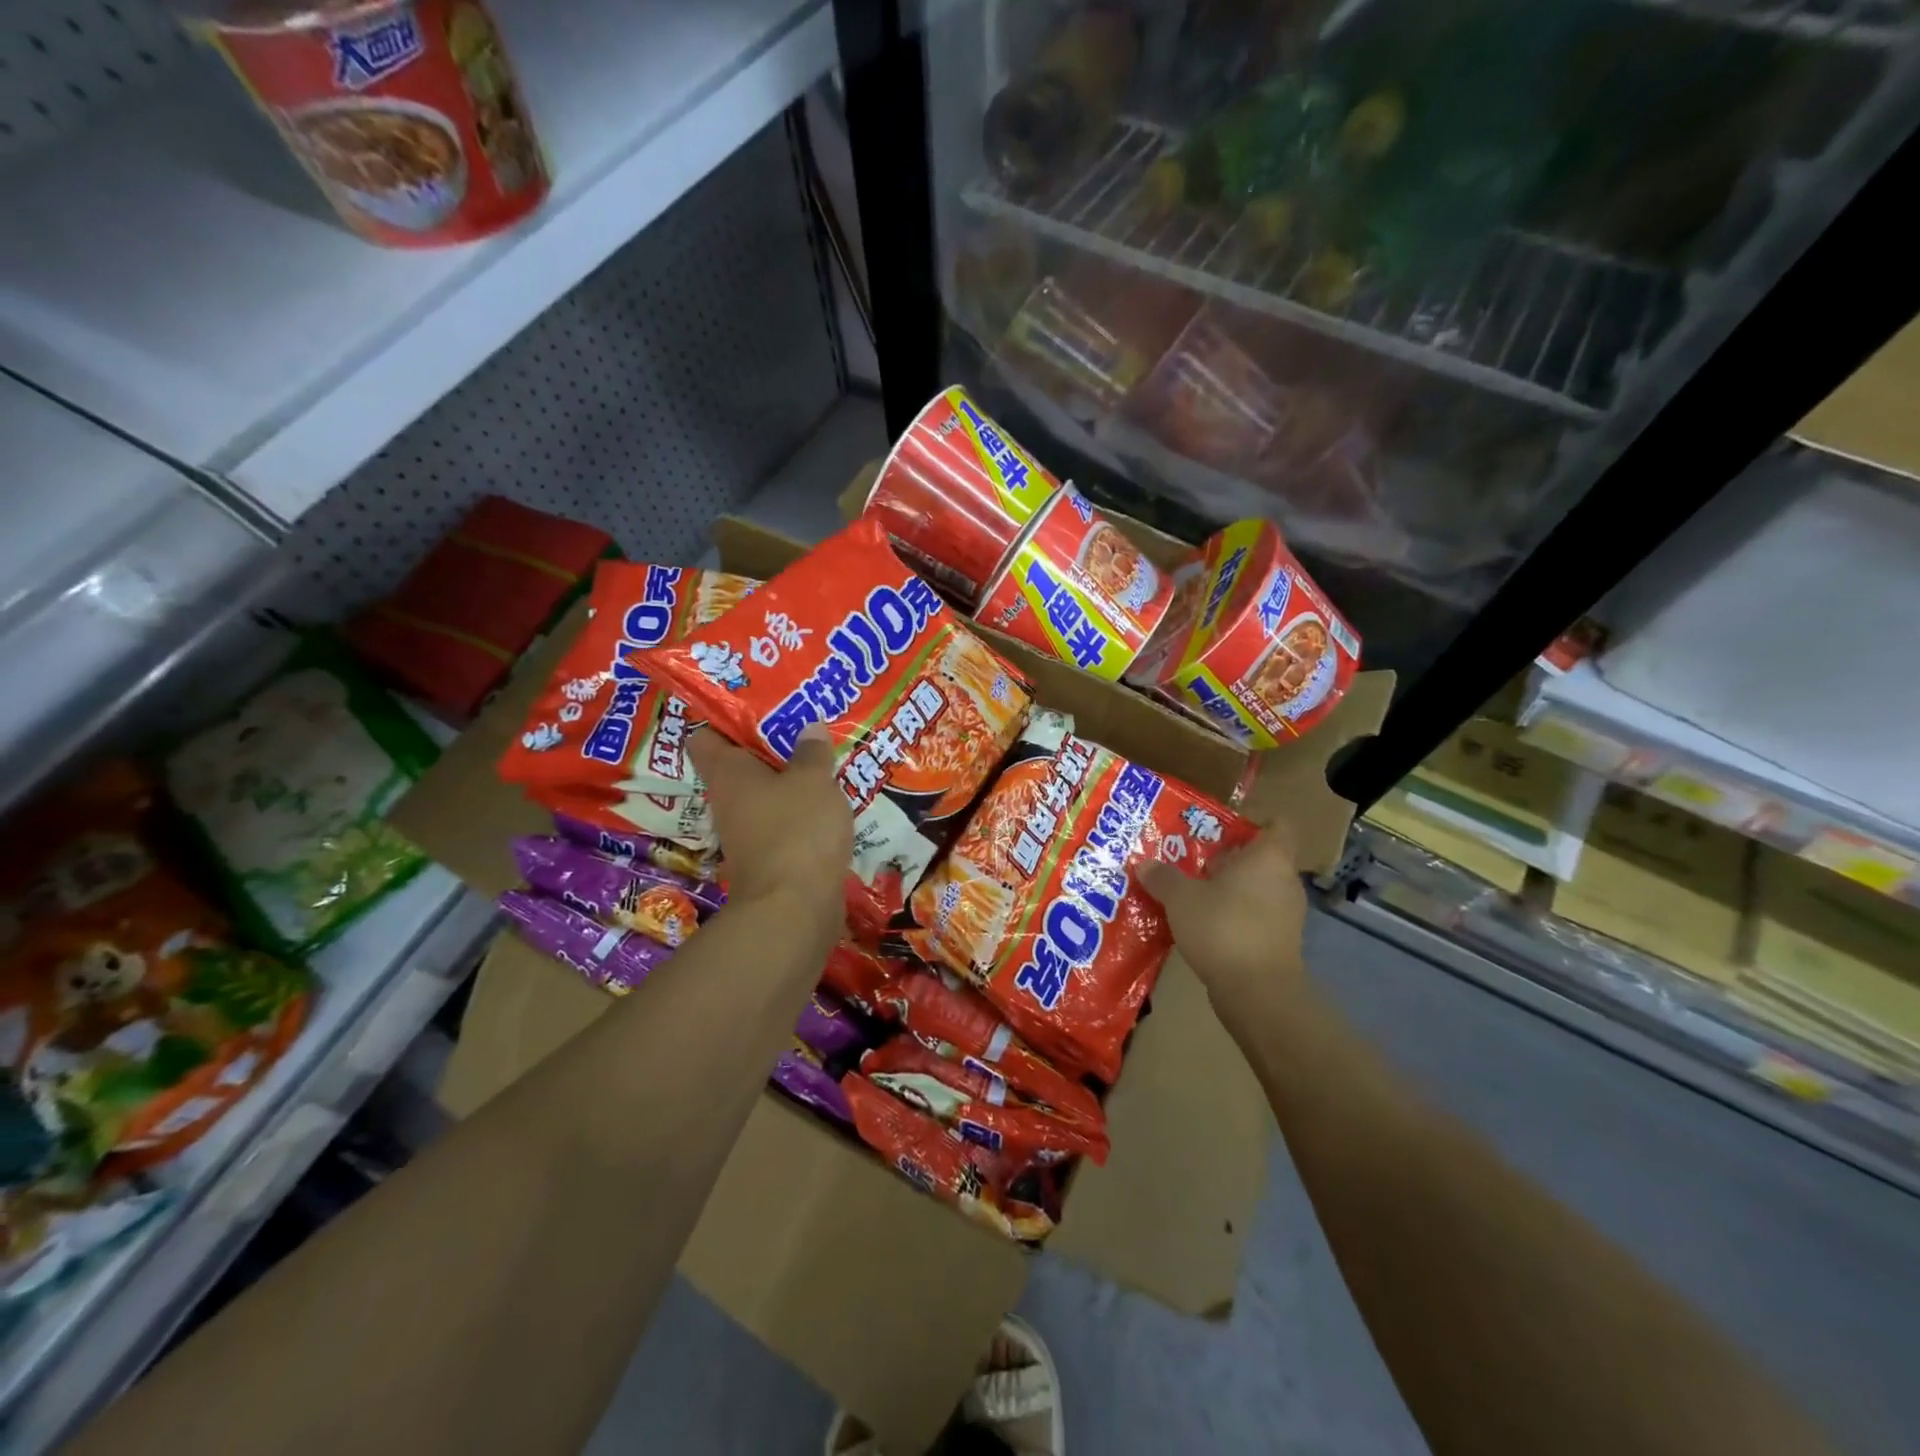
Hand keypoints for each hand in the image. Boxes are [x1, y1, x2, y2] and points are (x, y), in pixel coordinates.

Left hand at [689, 723, 849, 932]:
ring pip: (764, 794)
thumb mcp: (813, 780)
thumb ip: (811, 752)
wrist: (794, 909)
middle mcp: (728, 801)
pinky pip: (783, 822)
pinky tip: (828, 800)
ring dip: (788, 780)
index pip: (705, 736)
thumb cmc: (796, 829)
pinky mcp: (769, 858)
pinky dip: (800, 811)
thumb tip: (808, 727)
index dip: (724, 717)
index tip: (754, 703)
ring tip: (820, 758)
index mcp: (727, 773)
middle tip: (800, 724)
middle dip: (767, 746)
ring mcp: (747, 833)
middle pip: (739, 765)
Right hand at [1136, 827, 1308, 1025]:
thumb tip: (1144, 864)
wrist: (1257, 991)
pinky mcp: (1281, 942)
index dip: (1256, 821)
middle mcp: (1284, 881)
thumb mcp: (1181, 898)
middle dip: (1230, 858)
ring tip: (1194, 892)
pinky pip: (1257, 916)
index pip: (1278, 825)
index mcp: (1268, 858)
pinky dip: (1236, 915)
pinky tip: (1205, 924)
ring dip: (1231, 889)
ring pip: (1258, 889)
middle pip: (1263, 858)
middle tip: (1195, 860)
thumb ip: (1163, 877)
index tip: (1224, 827)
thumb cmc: (1223, 927)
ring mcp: (1287, 914)